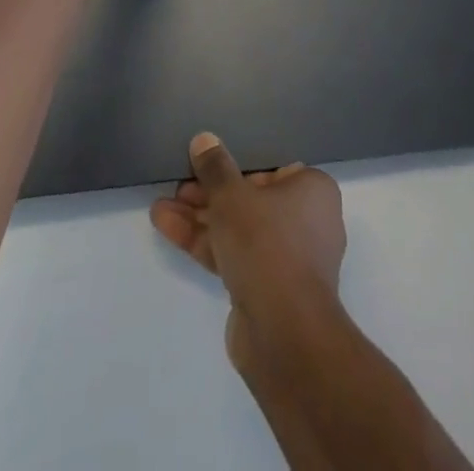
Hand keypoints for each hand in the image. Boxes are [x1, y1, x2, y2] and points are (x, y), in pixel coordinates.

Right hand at [151, 132, 346, 370]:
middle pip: (250, 199)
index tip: (205, 165)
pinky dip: (205, 242)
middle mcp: (306, 221)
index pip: (270, 169)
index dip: (234, 166)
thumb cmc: (267, 244)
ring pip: (238, 230)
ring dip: (200, 218)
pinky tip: (167, 226)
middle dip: (209, 194)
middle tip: (177, 185)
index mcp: (312, 190)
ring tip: (161, 206)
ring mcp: (287, 259)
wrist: (284, 334)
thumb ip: (215, 167)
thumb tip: (204, 139)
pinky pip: (234, 256)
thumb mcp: (232, 196)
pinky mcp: (268, 290)